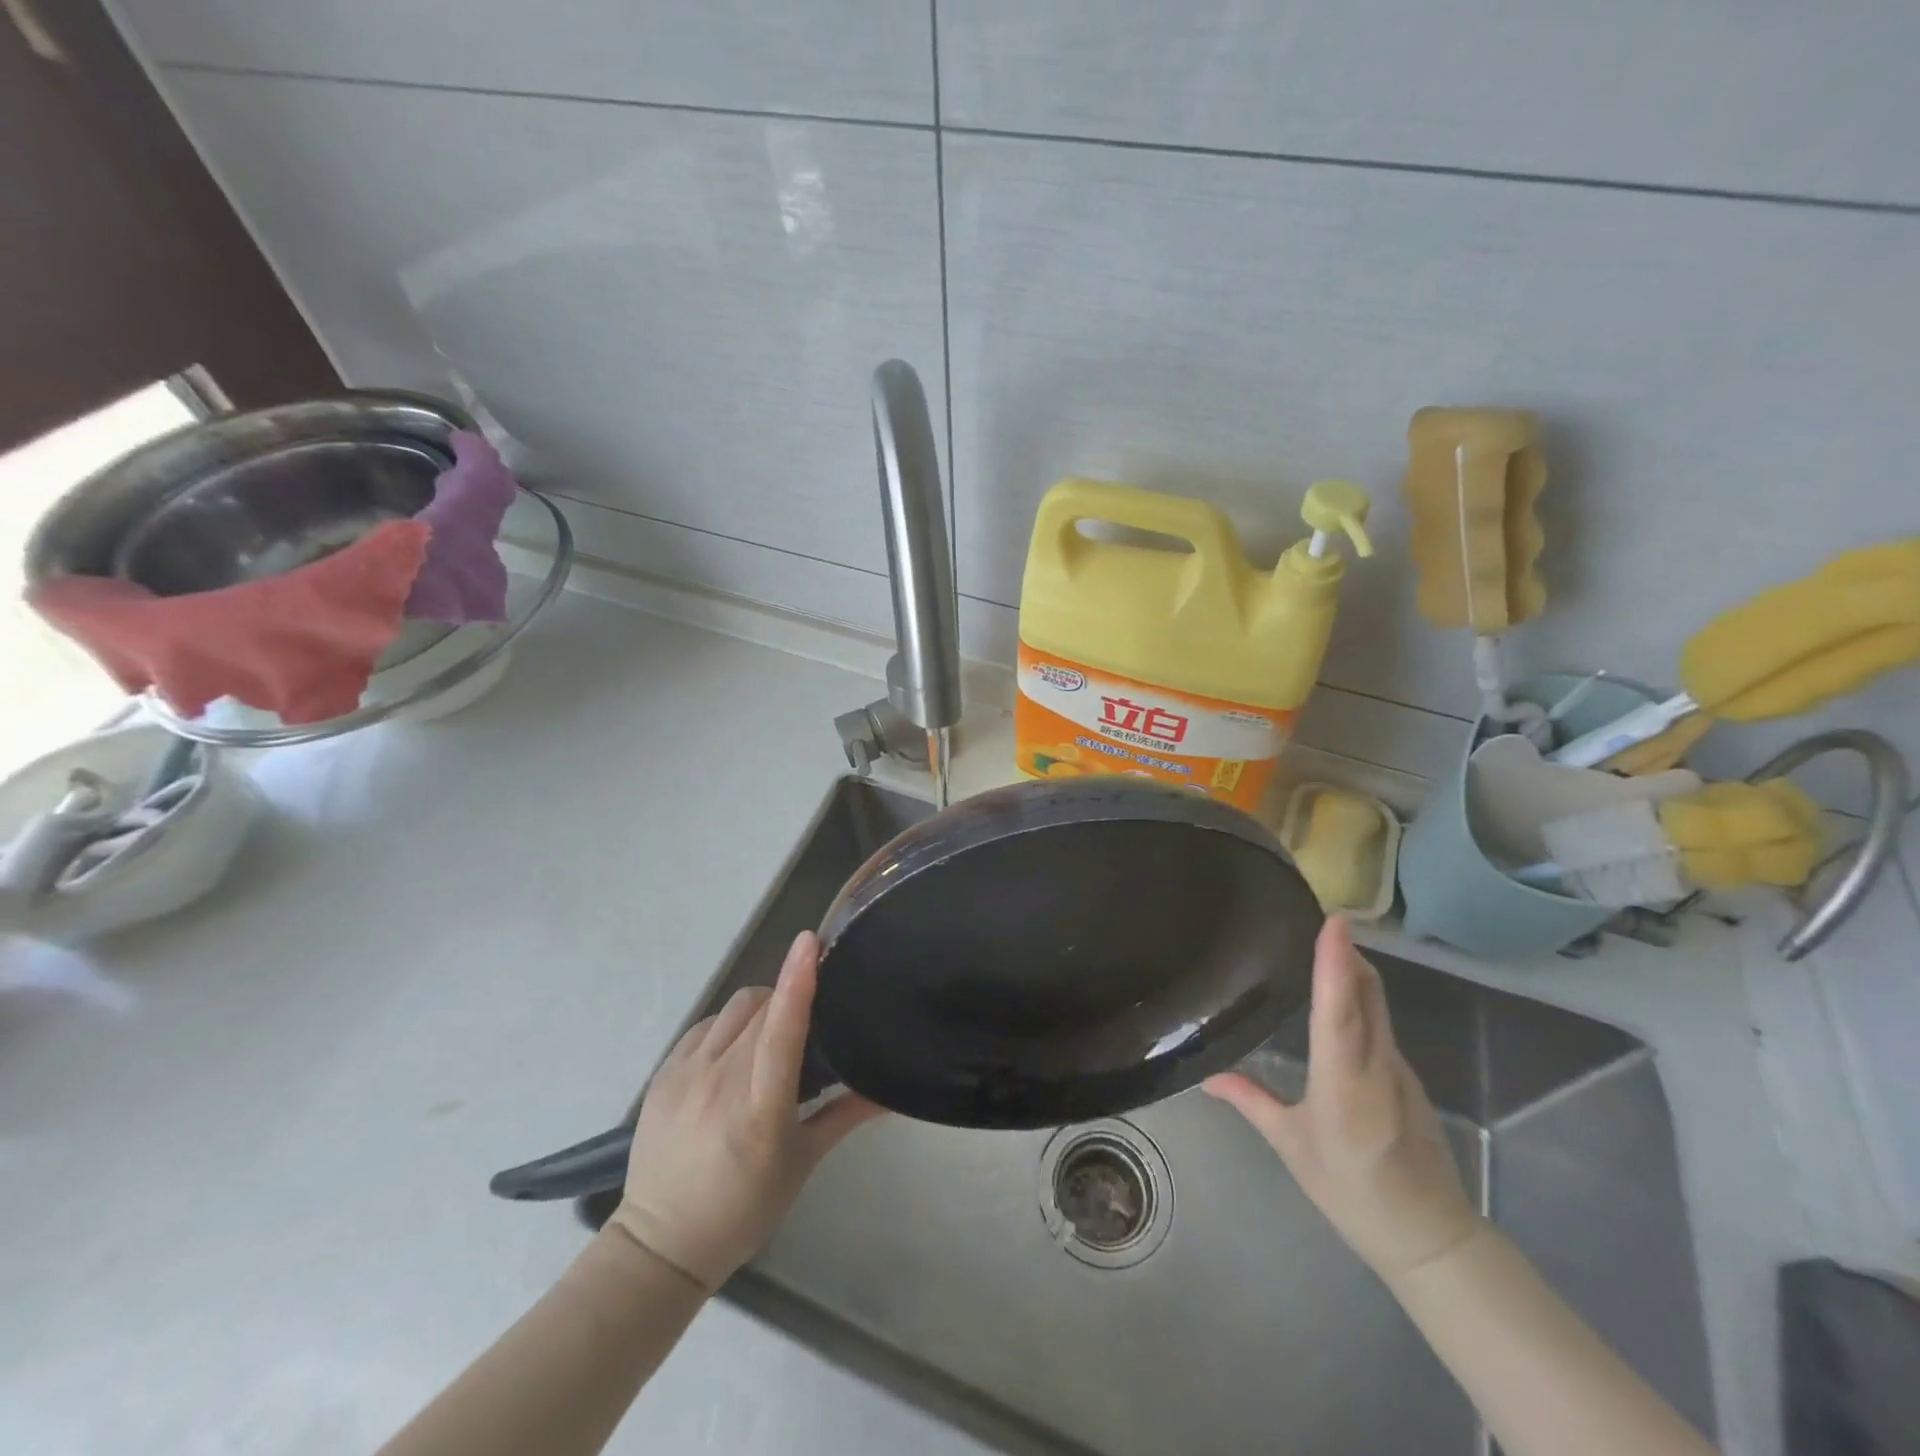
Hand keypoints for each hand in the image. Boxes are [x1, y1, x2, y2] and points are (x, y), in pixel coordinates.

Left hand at [609, 931, 882, 1290]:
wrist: (661, 1244)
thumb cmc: (743, 1208)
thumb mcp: (801, 1163)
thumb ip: (845, 1116)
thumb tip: (890, 1091)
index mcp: (759, 1108)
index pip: (782, 1030)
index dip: (797, 981)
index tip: (810, 941)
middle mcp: (720, 1081)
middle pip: (762, 1009)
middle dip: (789, 1000)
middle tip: (808, 1022)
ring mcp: (685, 1073)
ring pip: (734, 1009)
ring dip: (760, 1010)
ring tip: (768, 1041)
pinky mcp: (663, 1072)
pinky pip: (706, 1025)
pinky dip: (729, 1026)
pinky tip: (733, 1054)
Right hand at [1204, 917, 1481, 1282]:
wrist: (1430, 1237)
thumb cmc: (1351, 1192)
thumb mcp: (1292, 1148)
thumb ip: (1252, 1101)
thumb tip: (1207, 1077)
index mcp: (1343, 1085)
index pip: (1338, 1014)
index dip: (1334, 966)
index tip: (1334, 922)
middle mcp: (1376, 1067)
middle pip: (1366, 995)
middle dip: (1345, 952)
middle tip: (1316, 917)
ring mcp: (1398, 1069)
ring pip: (1377, 1005)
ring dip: (1352, 970)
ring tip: (1321, 945)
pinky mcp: (1406, 1075)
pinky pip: (1381, 1022)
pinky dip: (1360, 996)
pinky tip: (1338, 998)